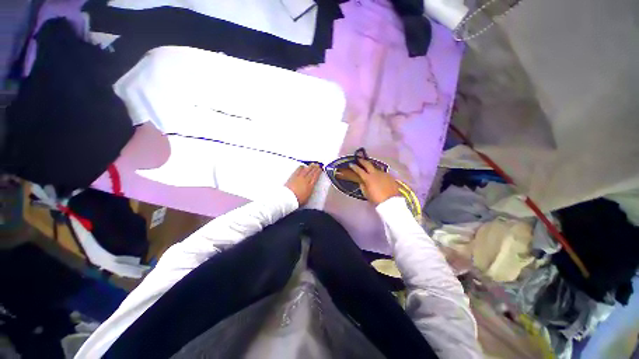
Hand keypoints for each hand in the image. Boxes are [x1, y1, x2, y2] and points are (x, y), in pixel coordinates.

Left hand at [285, 164, 321, 205]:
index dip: (318, 172)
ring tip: (312, 164)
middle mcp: (305, 180)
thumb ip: (310, 191)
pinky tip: (302, 166)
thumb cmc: (298, 200)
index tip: (320, 169)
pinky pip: (298, 170)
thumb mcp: (307, 197)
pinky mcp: (293, 177)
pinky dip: (301, 167)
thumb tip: (311, 187)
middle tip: (317, 164)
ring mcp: (299, 177)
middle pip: (311, 172)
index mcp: (310, 186)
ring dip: (309, 167)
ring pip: (306, 170)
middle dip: (315, 168)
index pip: (316, 177)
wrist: (288, 198)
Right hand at [349, 160, 399, 204]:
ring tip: (369, 168)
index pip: (359, 170)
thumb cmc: (376, 199)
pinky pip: (382, 173)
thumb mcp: (366, 194)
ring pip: (376, 168)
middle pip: (368, 164)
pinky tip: (379, 177)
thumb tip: (361, 182)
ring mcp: (383, 174)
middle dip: (363, 161)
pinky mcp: (389, 176)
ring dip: (372, 167)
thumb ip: (363, 187)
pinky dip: (379, 174)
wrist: (391, 201)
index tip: (351, 164)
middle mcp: (375, 173)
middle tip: (359, 159)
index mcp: (368, 178)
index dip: (354, 167)